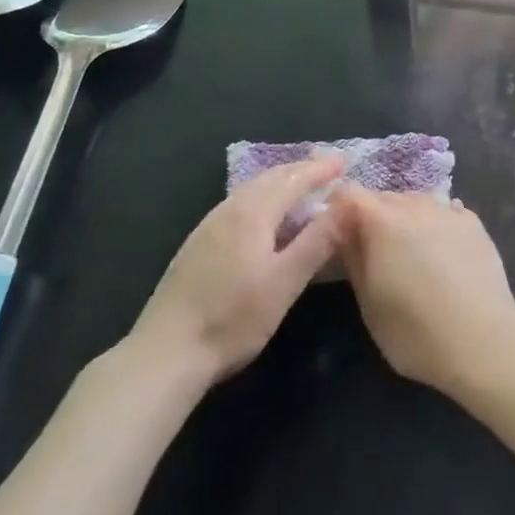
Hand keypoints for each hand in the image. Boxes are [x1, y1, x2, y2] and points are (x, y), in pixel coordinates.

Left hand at [129, 155, 345, 384]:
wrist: (165, 353)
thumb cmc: (233, 319)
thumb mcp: (285, 282)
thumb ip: (319, 240)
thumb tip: (350, 203)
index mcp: (253, 213)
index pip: (294, 179)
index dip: (320, 170)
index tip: (343, 162)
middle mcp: (230, 209)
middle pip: (270, 178)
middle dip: (300, 170)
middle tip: (327, 168)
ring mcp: (209, 226)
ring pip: (251, 190)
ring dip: (280, 181)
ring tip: (300, 185)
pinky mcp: (197, 244)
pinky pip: (239, 203)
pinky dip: (262, 196)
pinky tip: (263, 215)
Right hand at [329, 184, 514, 397]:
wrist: (483, 340)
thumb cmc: (415, 330)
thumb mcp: (369, 301)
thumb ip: (353, 257)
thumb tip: (344, 230)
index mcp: (383, 220)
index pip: (349, 194)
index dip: (339, 211)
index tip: (337, 236)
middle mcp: (416, 205)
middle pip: (384, 197)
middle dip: (372, 217)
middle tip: (373, 252)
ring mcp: (449, 210)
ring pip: (415, 203)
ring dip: (405, 220)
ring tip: (410, 255)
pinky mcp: (474, 223)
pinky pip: (444, 213)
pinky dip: (435, 226)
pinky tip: (441, 254)